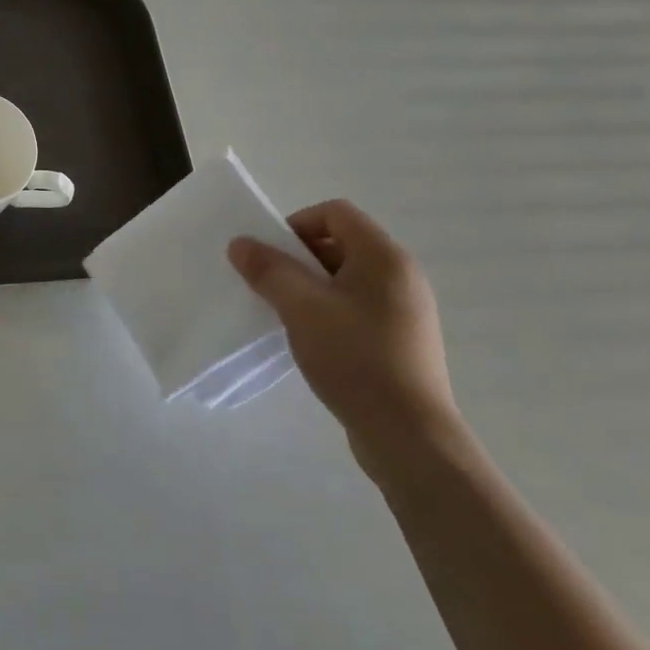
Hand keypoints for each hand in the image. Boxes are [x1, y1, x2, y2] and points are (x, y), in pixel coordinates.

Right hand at [228, 201, 458, 477]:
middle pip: (341, 243)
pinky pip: (358, 308)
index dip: (297, 224)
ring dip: (311, 288)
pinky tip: (312, 341)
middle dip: (299, 259)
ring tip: (288, 316)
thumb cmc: (355, 358)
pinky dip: (329, 312)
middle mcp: (401, 276)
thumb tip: (240, 244)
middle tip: (272, 286)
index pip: (336, 212)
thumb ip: (268, 269)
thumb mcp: (301, 307)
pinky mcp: (402, 341)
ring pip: (346, 279)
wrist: (409, 436)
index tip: (271, 256)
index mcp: (384, 257)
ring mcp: (406, 310)